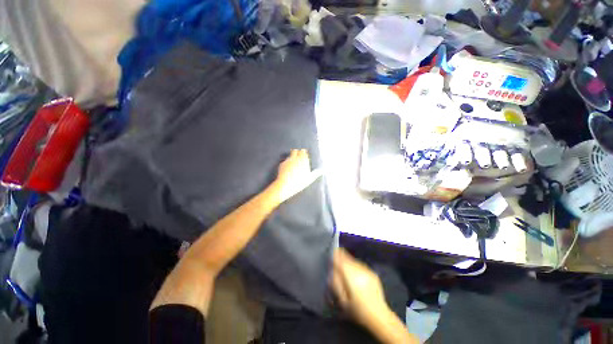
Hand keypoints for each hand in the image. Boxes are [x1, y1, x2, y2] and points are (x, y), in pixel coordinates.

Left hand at [272, 149, 321, 202]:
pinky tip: (288, 169)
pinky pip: (285, 161)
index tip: (304, 155)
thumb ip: (316, 173)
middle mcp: (295, 158)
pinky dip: (287, 163)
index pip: (303, 152)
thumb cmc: (299, 182)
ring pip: (290, 155)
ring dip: (292, 158)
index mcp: (303, 160)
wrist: (286, 185)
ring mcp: (288, 160)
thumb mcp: (310, 179)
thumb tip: (322, 171)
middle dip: (297, 153)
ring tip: (293, 164)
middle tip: (298, 158)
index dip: (303, 153)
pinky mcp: (282, 164)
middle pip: (295, 151)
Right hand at [330, 249, 388, 326]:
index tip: (332, 251)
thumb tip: (332, 271)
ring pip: (354, 261)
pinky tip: (353, 270)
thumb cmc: (358, 310)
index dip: (337, 255)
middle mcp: (360, 271)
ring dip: (349, 260)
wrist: (379, 316)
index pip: (342, 262)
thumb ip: (336, 284)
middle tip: (336, 255)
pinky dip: (355, 265)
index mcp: (352, 278)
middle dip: (342, 257)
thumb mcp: (343, 301)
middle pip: (348, 259)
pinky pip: (360, 265)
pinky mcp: (373, 273)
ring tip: (344, 261)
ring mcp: (367, 271)